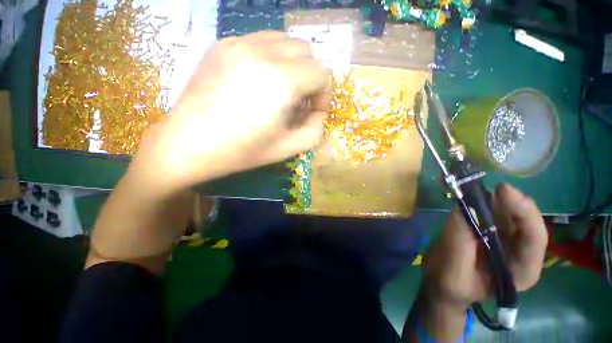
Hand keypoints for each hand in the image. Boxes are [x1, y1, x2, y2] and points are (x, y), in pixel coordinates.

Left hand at [131, 31, 329, 193]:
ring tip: (281, 89)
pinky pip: (260, 41)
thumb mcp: (287, 149)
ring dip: (292, 64)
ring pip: (284, 41)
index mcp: (281, 82)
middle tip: (299, 100)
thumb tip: (319, 112)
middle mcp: (263, 53)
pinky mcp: (222, 45)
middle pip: (306, 51)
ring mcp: (239, 43)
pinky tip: (259, 81)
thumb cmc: (241, 151)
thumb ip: (314, 130)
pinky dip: (271, 58)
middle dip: (310, 76)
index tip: (313, 110)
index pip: (321, 72)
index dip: (323, 93)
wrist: (187, 144)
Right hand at [423, 183, 547, 310]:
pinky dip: (482, 199)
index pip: (535, 238)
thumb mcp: (453, 270)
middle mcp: (520, 251)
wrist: (443, 282)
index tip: (503, 191)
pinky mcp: (490, 229)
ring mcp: (505, 238)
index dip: (525, 213)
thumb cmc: (451, 284)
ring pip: (509, 211)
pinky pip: (492, 210)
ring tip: (475, 185)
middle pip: (525, 220)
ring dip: (495, 197)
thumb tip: (462, 209)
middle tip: (488, 185)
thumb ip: (459, 243)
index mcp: (521, 270)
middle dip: (510, 200)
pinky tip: (470, 192)